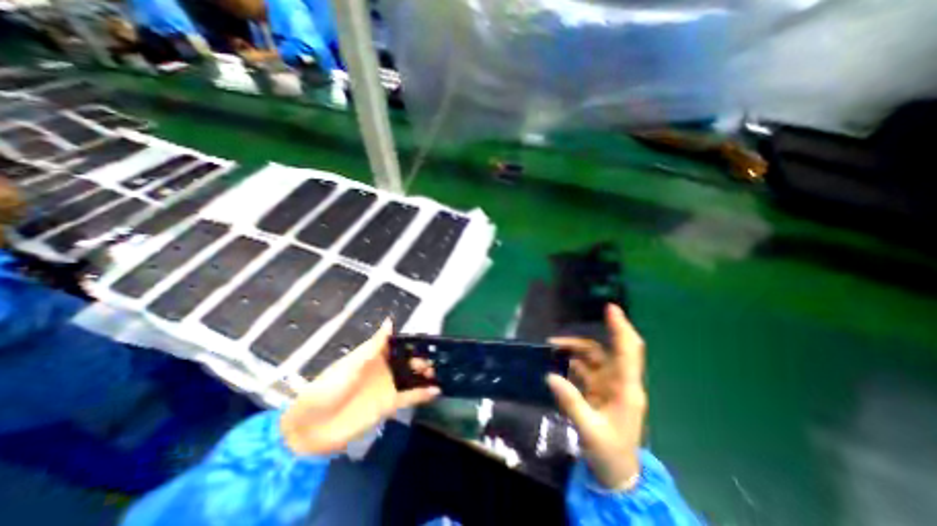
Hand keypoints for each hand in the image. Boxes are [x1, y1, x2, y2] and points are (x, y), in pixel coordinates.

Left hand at [280, 321, 441, 455]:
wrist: (309, 430)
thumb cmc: (327, 390)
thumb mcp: (350, 365)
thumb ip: (374, 346)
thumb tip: (390, 322)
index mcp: (372, 355)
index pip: (395, 344)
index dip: (409, 341)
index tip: (426, 338)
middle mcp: (382, 369)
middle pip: (406, 360)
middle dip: (419, 358)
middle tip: (432, 359)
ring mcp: (386, 387)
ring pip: (410, 377)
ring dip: (424, 374)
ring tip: (437, 371)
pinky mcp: (388, 405)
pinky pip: (409, 397)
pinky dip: (422, 394)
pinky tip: (436, 391)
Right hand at [546, 302, 649, 490]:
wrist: (617, 476)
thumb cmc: (611, 454)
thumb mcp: (590, 430)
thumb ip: (571, 402)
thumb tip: (550, 376)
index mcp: (627, 389)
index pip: (627, 352)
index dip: (620, 328)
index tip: (610, 309)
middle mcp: (620, 381)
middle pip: (608, 350)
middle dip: (585, 340)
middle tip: (559, 338)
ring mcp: (609, 385)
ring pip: (593, 358)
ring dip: (574, 351)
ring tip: (552, 350)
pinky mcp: (599, 390)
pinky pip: (585, 369)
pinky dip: (572, 363)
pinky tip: (558, 364)